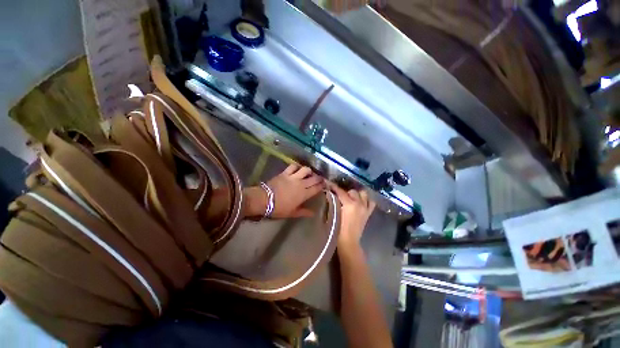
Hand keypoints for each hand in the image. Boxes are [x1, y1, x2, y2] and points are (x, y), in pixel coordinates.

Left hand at [243, 164, 325, 218]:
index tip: (325, 184)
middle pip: (314, 178)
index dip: (322, 186)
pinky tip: (297, 168)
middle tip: (320, 178)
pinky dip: (296, 166)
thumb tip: (313, 213)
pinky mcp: (285, 173)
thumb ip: (304, 212)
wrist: (265, 200)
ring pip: (305, 169)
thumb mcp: (292, 213)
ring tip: (309, 173)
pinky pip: (293, 166)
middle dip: (319, 178)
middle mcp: (301, 183)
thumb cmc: (279, 208)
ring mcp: (293, 177)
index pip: (317, 188)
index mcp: (304, 194)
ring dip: (309, 171)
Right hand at [329, 183, 375, 248]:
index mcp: (349, 204)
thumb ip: (332, 203)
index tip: (328, 183)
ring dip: (357, 194)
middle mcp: (359, 204)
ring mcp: (365, 208)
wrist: (349, 242)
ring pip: (363, 194)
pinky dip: (366, 200)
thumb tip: (330, 194)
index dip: (333, 187)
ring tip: (351, 198)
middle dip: (345, 192)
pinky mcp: (368, 213)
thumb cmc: (338, 230)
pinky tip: (361, 202)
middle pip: (352, 191)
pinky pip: (371, 202)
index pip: (340, 192)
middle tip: (339, 196)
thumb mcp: (333, 214)